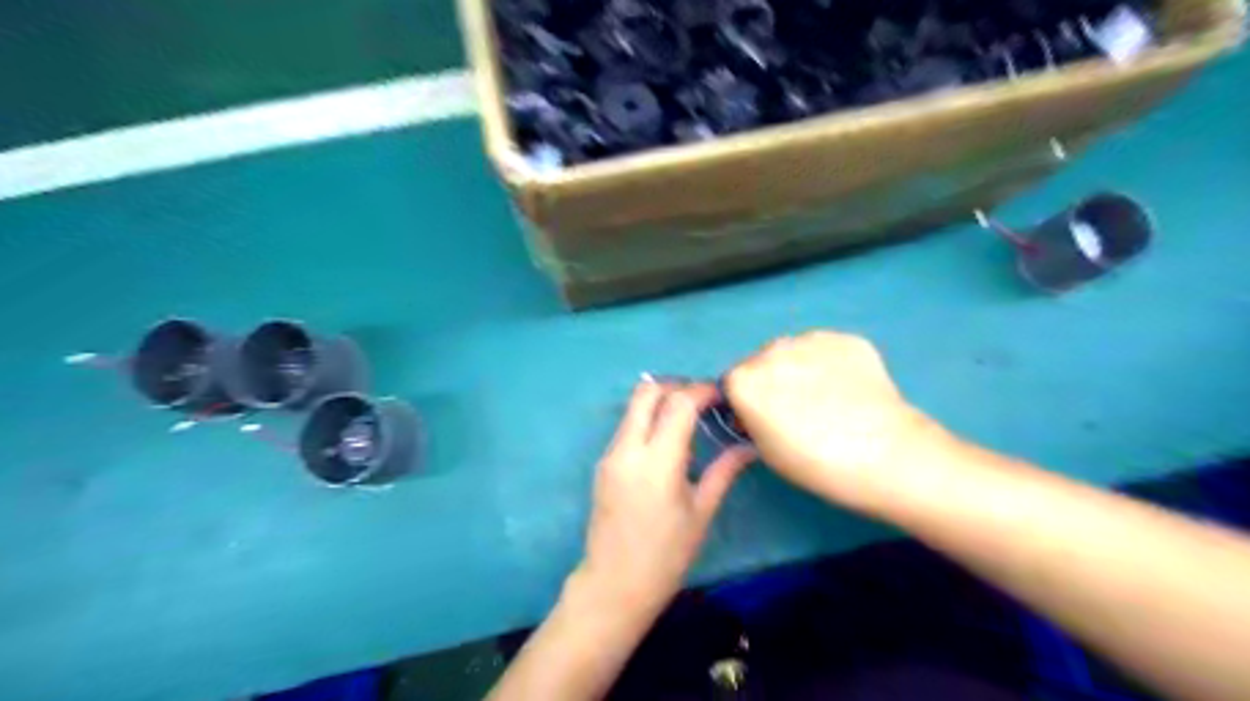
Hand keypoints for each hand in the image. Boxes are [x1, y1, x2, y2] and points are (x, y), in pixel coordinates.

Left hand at [575, 381, 750, 615]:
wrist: (614, 584)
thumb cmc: (666, 555)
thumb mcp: (701, 513)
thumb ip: (723, 472)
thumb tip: (749, 446)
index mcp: (657, 462)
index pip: (678, 404)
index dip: (701, 390)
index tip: (721, 393)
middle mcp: (628, 449)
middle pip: (646, 391)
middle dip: (676, 386)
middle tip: (702, 400)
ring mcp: (610, 454)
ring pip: (633, 406)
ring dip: (660, 401)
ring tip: (688, 418)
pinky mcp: (603, 462)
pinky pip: (627, 426)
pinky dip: (648, 419)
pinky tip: (668, 441)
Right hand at [724, 331, 947, 507]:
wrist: (886, 455)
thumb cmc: (816, 464)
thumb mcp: (765, 451)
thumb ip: (750, 420)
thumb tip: (756, 409)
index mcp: (744, 380)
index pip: (732, 383)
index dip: (745, 402)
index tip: (761, 418)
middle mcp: (772, 350)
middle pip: (761, 362)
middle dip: (771, 380)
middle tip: (796, 410)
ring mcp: (811, 339)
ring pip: (794, 352)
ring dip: (799, 368)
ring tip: (827, 398)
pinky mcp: (847, 339)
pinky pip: (827, 350)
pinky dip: (831, 364)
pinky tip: (849, 389)